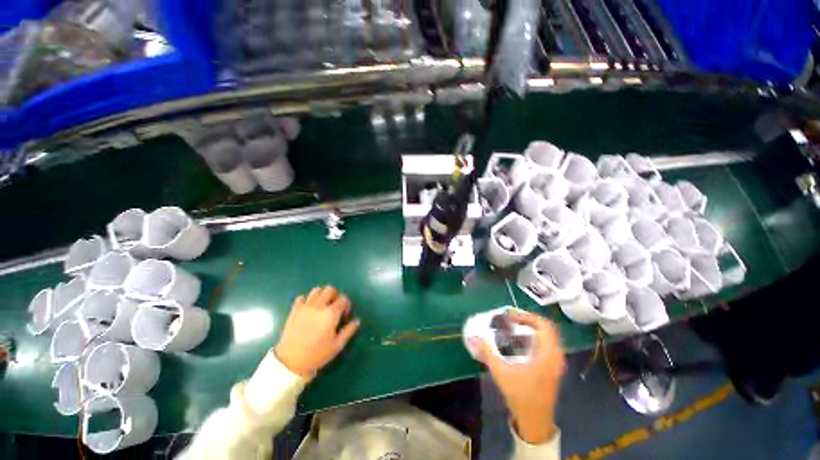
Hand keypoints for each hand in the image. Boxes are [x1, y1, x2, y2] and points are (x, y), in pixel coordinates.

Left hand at [274, 286, 359, 381]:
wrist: (290, 361)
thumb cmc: (317, 354)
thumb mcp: (337, 346)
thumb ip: (349, 331)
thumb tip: (357, 321)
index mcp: (331, 313)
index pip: (343, 299)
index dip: (347, 304)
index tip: (345, 314)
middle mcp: (319, 306)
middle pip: (330, 290)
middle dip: (335, 296)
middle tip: (335, 307)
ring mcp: (306, 307)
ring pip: (316, 290)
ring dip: (322, 295)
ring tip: (322, 305)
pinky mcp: (294, 310)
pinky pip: (301, 298)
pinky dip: (306, 300)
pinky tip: (308, 309)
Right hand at [473, 310, 564, 443]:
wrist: (535, 419)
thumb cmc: (520, 395)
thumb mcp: (501, 372)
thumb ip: (488, 353)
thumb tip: (476, 337)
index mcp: (546, 355)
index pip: (544, 325)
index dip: (528, 316)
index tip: (512, 316)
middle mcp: (555, 355)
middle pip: (546, 328)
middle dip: (528, 320)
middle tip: (511, 320)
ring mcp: (556, 362)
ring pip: (547, 336)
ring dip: (532, 328)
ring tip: (514, 328)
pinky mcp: (553, 366)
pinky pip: (547, 344)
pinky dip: (535, 337)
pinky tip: (521, 342)